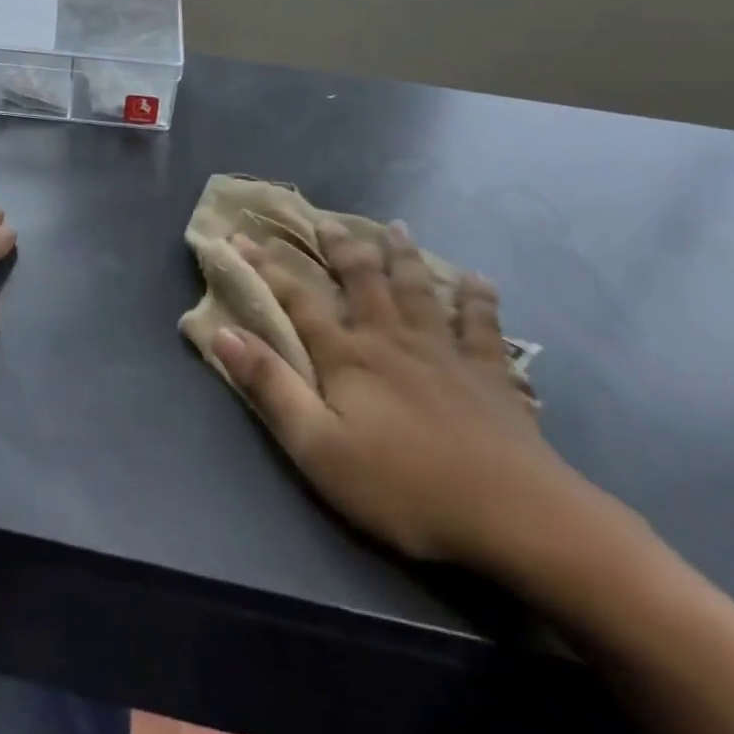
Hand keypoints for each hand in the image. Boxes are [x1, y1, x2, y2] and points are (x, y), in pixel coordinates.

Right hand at [211, 222, 603, 574]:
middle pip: (363, 281)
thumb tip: (223, 332)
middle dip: (341, 249)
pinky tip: (477, 280)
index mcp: (349, 357)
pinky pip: (481, 323)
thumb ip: (270, 387)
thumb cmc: (401, 486)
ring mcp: (445, 352)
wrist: (510, 512)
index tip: (241, 238)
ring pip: (419, 290)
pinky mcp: (489, 373)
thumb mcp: (317, 446)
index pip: (298, 301)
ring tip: (397, 227)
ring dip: (404, 257)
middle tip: (328, 221)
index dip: (267, 268)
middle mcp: (393, 339)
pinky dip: (477, 298)